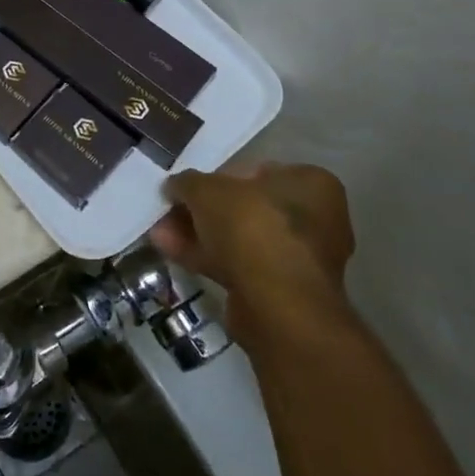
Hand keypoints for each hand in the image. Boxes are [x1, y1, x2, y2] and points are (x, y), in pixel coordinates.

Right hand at [151, 164, 355, 346]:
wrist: (276, 305)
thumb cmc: (251, 227)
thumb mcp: (207, 190)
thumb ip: (187, 182)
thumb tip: (174, 186)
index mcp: (310, 183)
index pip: (255, 171)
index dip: (215, 178)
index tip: (188, 188)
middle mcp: (315, 218)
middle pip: (244, 207)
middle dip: (202, 211)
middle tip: (170, 212)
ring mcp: (300, 258)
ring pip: (239, 238)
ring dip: (199, 234)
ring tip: (160, 233)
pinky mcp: (282, 290)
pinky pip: (240, 264)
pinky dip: (207, 257)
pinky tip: (172, 252)